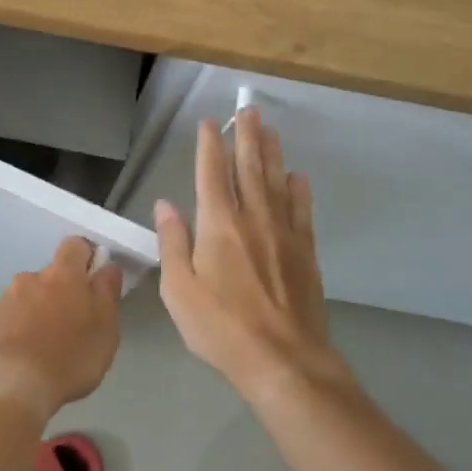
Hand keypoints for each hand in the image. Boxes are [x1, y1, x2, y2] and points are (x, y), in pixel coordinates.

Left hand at [0, 237, 123, 424]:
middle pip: (52, 275)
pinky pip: (10, 318)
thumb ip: (107, 293)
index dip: (87, 257)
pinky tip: (24, 358)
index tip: (95, 279)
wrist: (8, 386)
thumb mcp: (105, 330)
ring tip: (47, 348)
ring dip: (39, 312)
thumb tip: (108, 267)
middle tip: (73, 326)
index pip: (76, 245)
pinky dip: (19, 330)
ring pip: (29, 297)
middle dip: (62, 293)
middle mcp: (31, 277)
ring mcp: (5, 299)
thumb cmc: (68, 357)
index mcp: (63, 274)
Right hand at [155, 108, 339, 401]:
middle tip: (249, 110)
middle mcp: (253, 219)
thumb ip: (173, 243)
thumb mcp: (179, 290)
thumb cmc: (221, 327)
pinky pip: (302, 211)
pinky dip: (299, 190)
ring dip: (272, 153)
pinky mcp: (305, 253)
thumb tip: (166, 204)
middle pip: (249, 168)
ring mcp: (283, 234)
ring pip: (276, 182)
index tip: (211, 123)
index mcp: (218, 225)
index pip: (212, 174)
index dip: (210, 146)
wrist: (283, 360)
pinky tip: (298, 177)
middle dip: (247, 137)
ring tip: (271, 130)